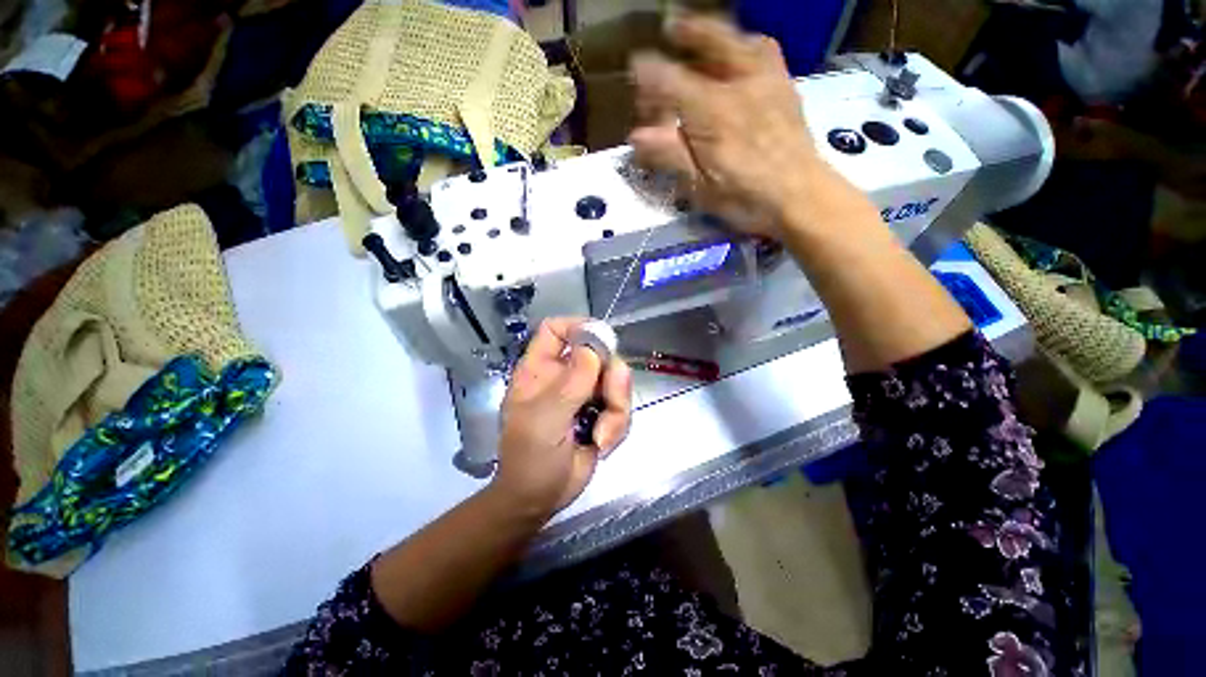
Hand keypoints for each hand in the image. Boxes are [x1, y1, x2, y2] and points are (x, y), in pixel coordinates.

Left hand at [493, 318, 632, 518]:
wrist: (540, 499)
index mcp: (540, 369)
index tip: (603, 342)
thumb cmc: (530, 459)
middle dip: (612, 380)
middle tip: (611, 403)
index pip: (556, 330)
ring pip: (616, 381)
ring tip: (601, 437)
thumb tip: (593, 348)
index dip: (579, 327)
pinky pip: (622, 405)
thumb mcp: (545, 421)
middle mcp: (564, 375)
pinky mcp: (601, 412)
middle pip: (599, 354)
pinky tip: (602, 444)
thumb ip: (569, 384)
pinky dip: (618, 426)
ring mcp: (585, 393)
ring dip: (616, 411)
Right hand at [629, 17, 819, 237]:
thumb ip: (670, 156)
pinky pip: (766, 53)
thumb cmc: (746, 198)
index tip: (635, 67)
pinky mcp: (786, 88)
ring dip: (718, 35)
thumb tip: (636, 137)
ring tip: (703, 41)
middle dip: (687, 31)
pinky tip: (739, 61)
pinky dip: (747, 48)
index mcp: (713, 113)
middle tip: (670, 29)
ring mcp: (768, 81)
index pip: (672, 81)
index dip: (649, 72)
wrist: (801, 198)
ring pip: (741, 41)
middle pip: (712, 40)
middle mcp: (740, 85)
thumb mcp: (701, 185)